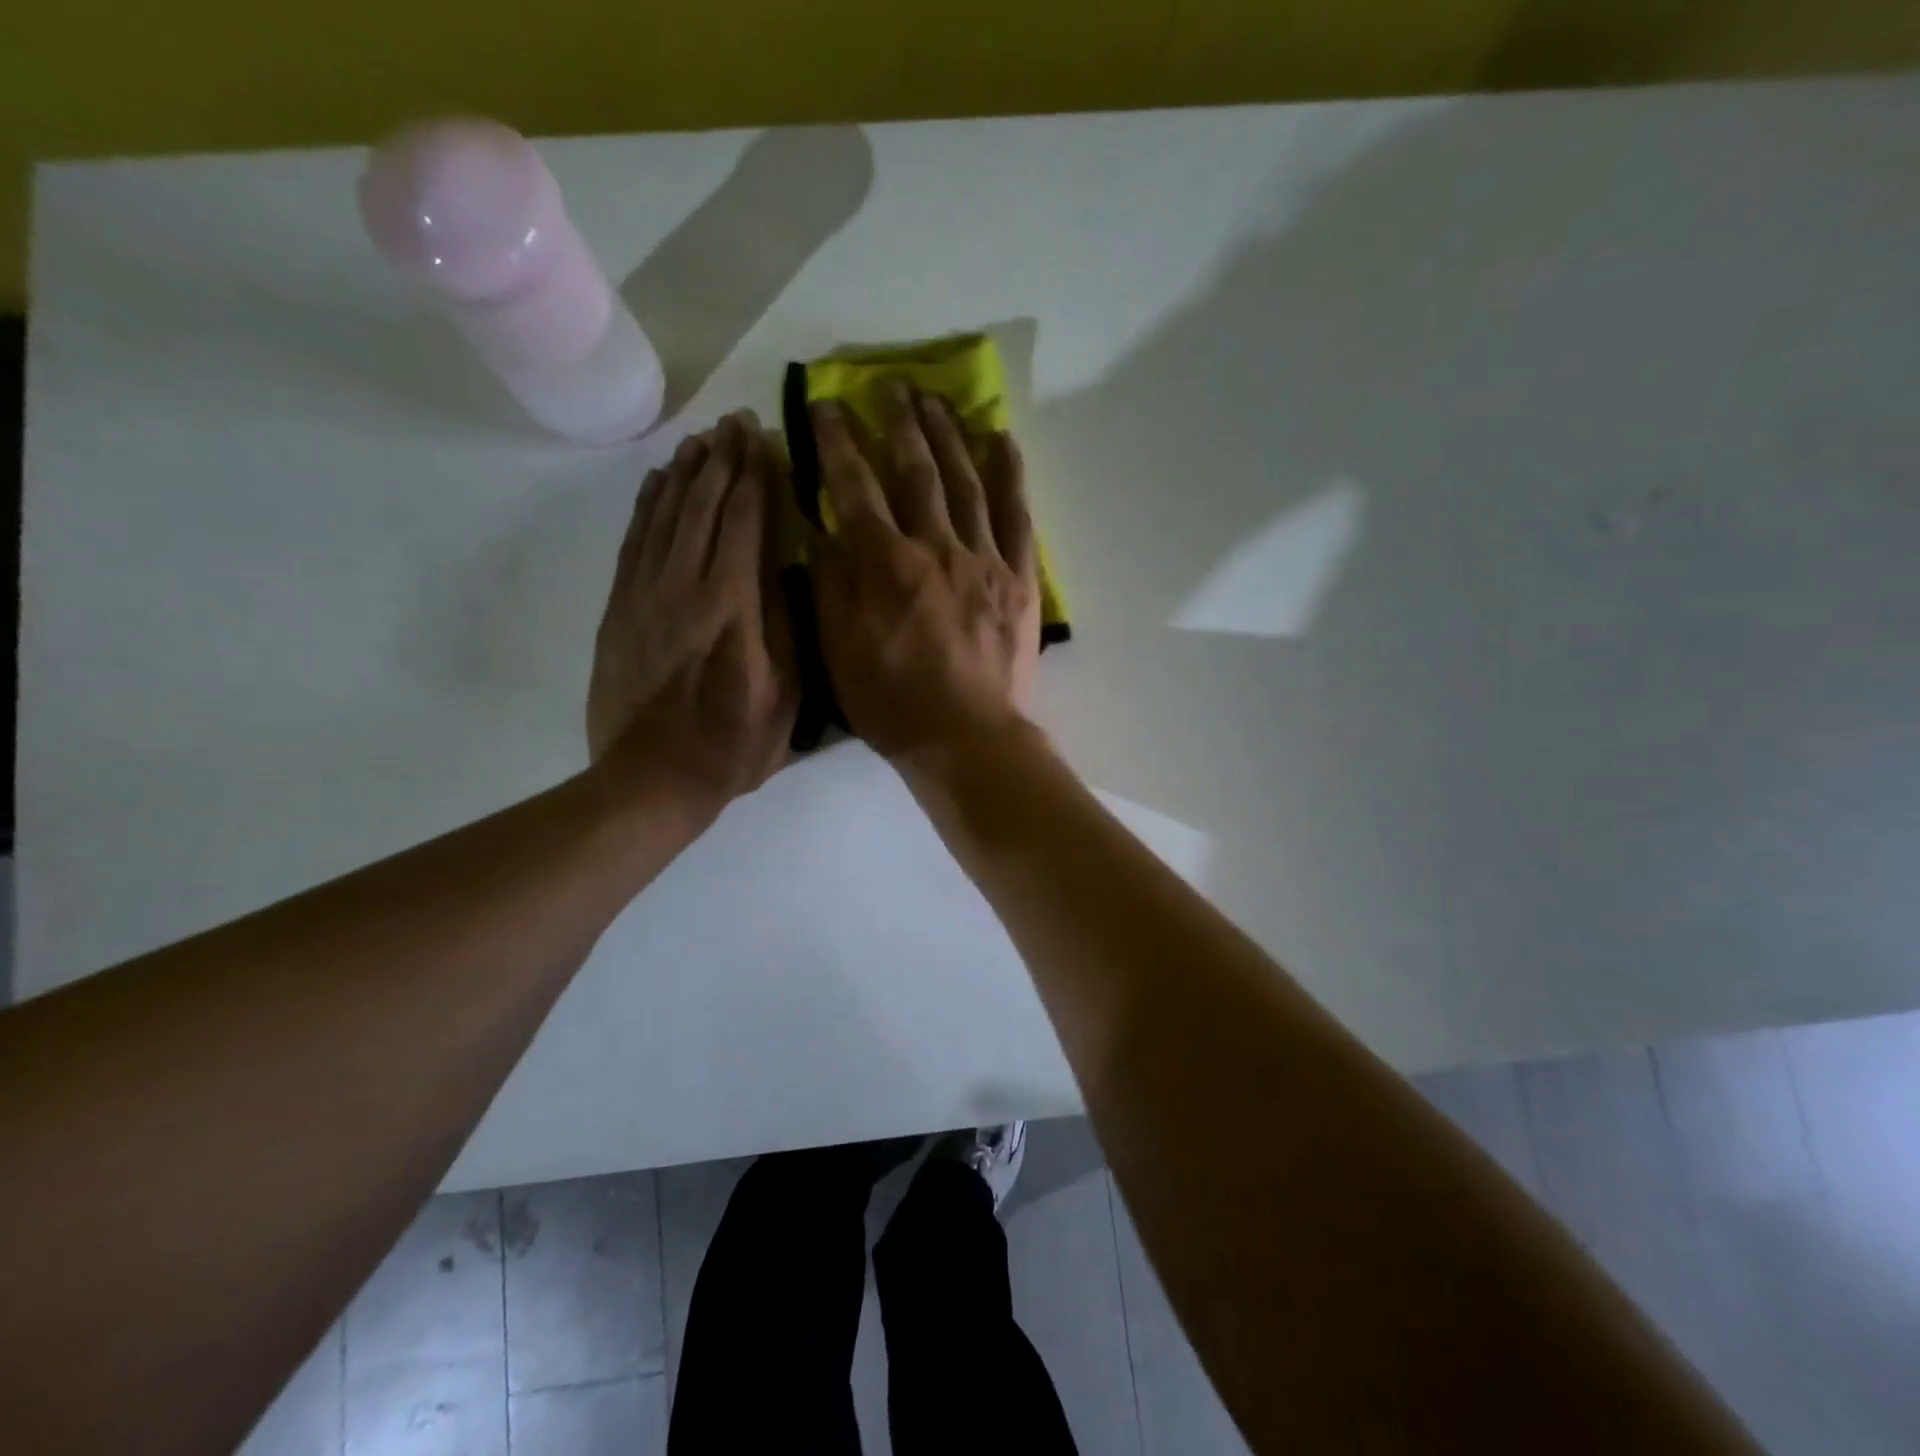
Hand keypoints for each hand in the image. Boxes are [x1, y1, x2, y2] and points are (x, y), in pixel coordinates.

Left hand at [587, 412, 795, 808]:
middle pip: (704, 507)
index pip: (746, 524)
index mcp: (734, 607)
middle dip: (722, 460)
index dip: (755, 477)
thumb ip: (786, 627)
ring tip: (701, 439)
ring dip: (685, 473)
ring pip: (666, 516)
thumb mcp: (786, 695)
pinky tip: (659, 483)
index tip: (763, 438)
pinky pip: (634, 541)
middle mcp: (686, 587)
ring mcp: (645, 594)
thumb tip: (788, 571)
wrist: (653, 777)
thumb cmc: (733, 744)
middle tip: (735, 422)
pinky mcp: (619, 607)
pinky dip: (647, 505)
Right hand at [810, 384, 1040, 760]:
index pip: (854, 488)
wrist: (967, 738)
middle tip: (891, 386)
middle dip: (899, 424)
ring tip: (938, 399)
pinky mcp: (1019, 578)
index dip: (838, 442)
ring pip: (965, 482)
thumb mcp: (838, 651)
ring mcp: (983, 560)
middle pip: (915, 472)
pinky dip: (1010, 475)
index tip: (828, 405)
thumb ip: (830, 585)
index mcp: (884, 566)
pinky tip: (1002, 441)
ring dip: (949, 435)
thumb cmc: (893, 704)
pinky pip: (1017, 515)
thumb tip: (823, 529)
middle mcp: (934, 548)